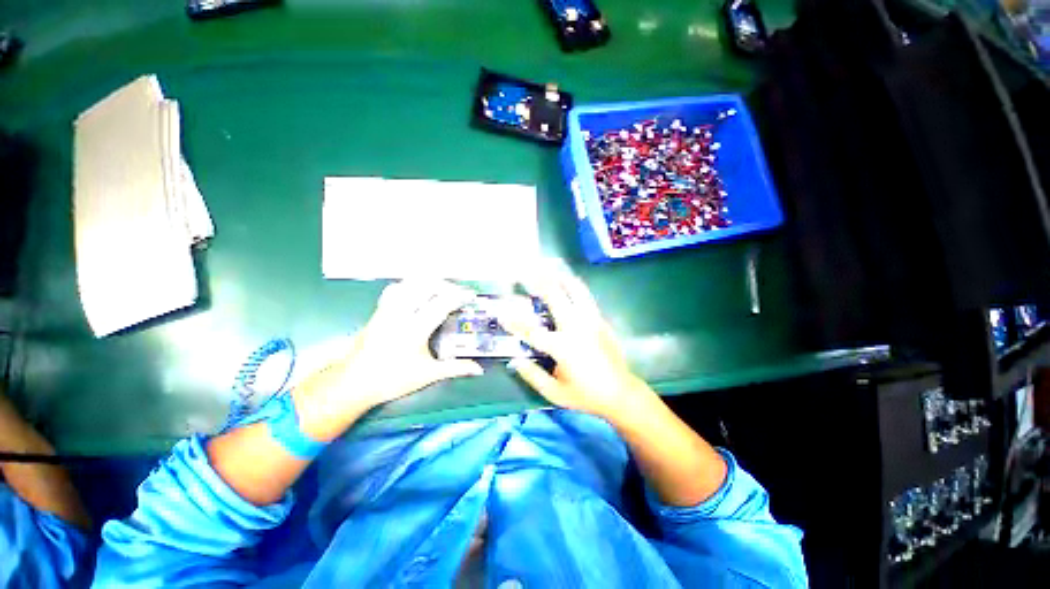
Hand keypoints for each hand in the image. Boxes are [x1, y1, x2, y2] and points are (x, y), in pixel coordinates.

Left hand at [292, 280, 482, 440]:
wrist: (353, 383)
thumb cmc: (392, 380)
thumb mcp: (427, 375)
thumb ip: (455, 368)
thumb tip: (479, 369)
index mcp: (415, 329)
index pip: (442, 304)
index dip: (459, 296)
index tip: (471, 295)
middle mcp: (401, 314)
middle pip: (426, 286)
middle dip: (446, 285)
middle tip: (457, 292)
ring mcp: (387, 310)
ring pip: (408, 284)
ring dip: (427, 282)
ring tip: (439, 288)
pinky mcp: (378, 311)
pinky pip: (394, 289)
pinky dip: (408, 285)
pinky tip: (415, 292)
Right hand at [494, 266, 655, 423]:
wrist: (621, 393)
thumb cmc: (586, 395)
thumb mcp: (555, 393)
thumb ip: (533, 376)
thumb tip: (515, 361)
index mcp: (562, 347)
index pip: (531, 331)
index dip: (513, 321)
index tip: (499, 311)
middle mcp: (576, 328)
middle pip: (554, 297)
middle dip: (538, 282)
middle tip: (525, 270)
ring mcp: (591, 321)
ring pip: (575, 290)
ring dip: (560, 277)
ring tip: (549, 267)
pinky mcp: (600, 320)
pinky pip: (586, 297)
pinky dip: (575, 285)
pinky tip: (569, 280)